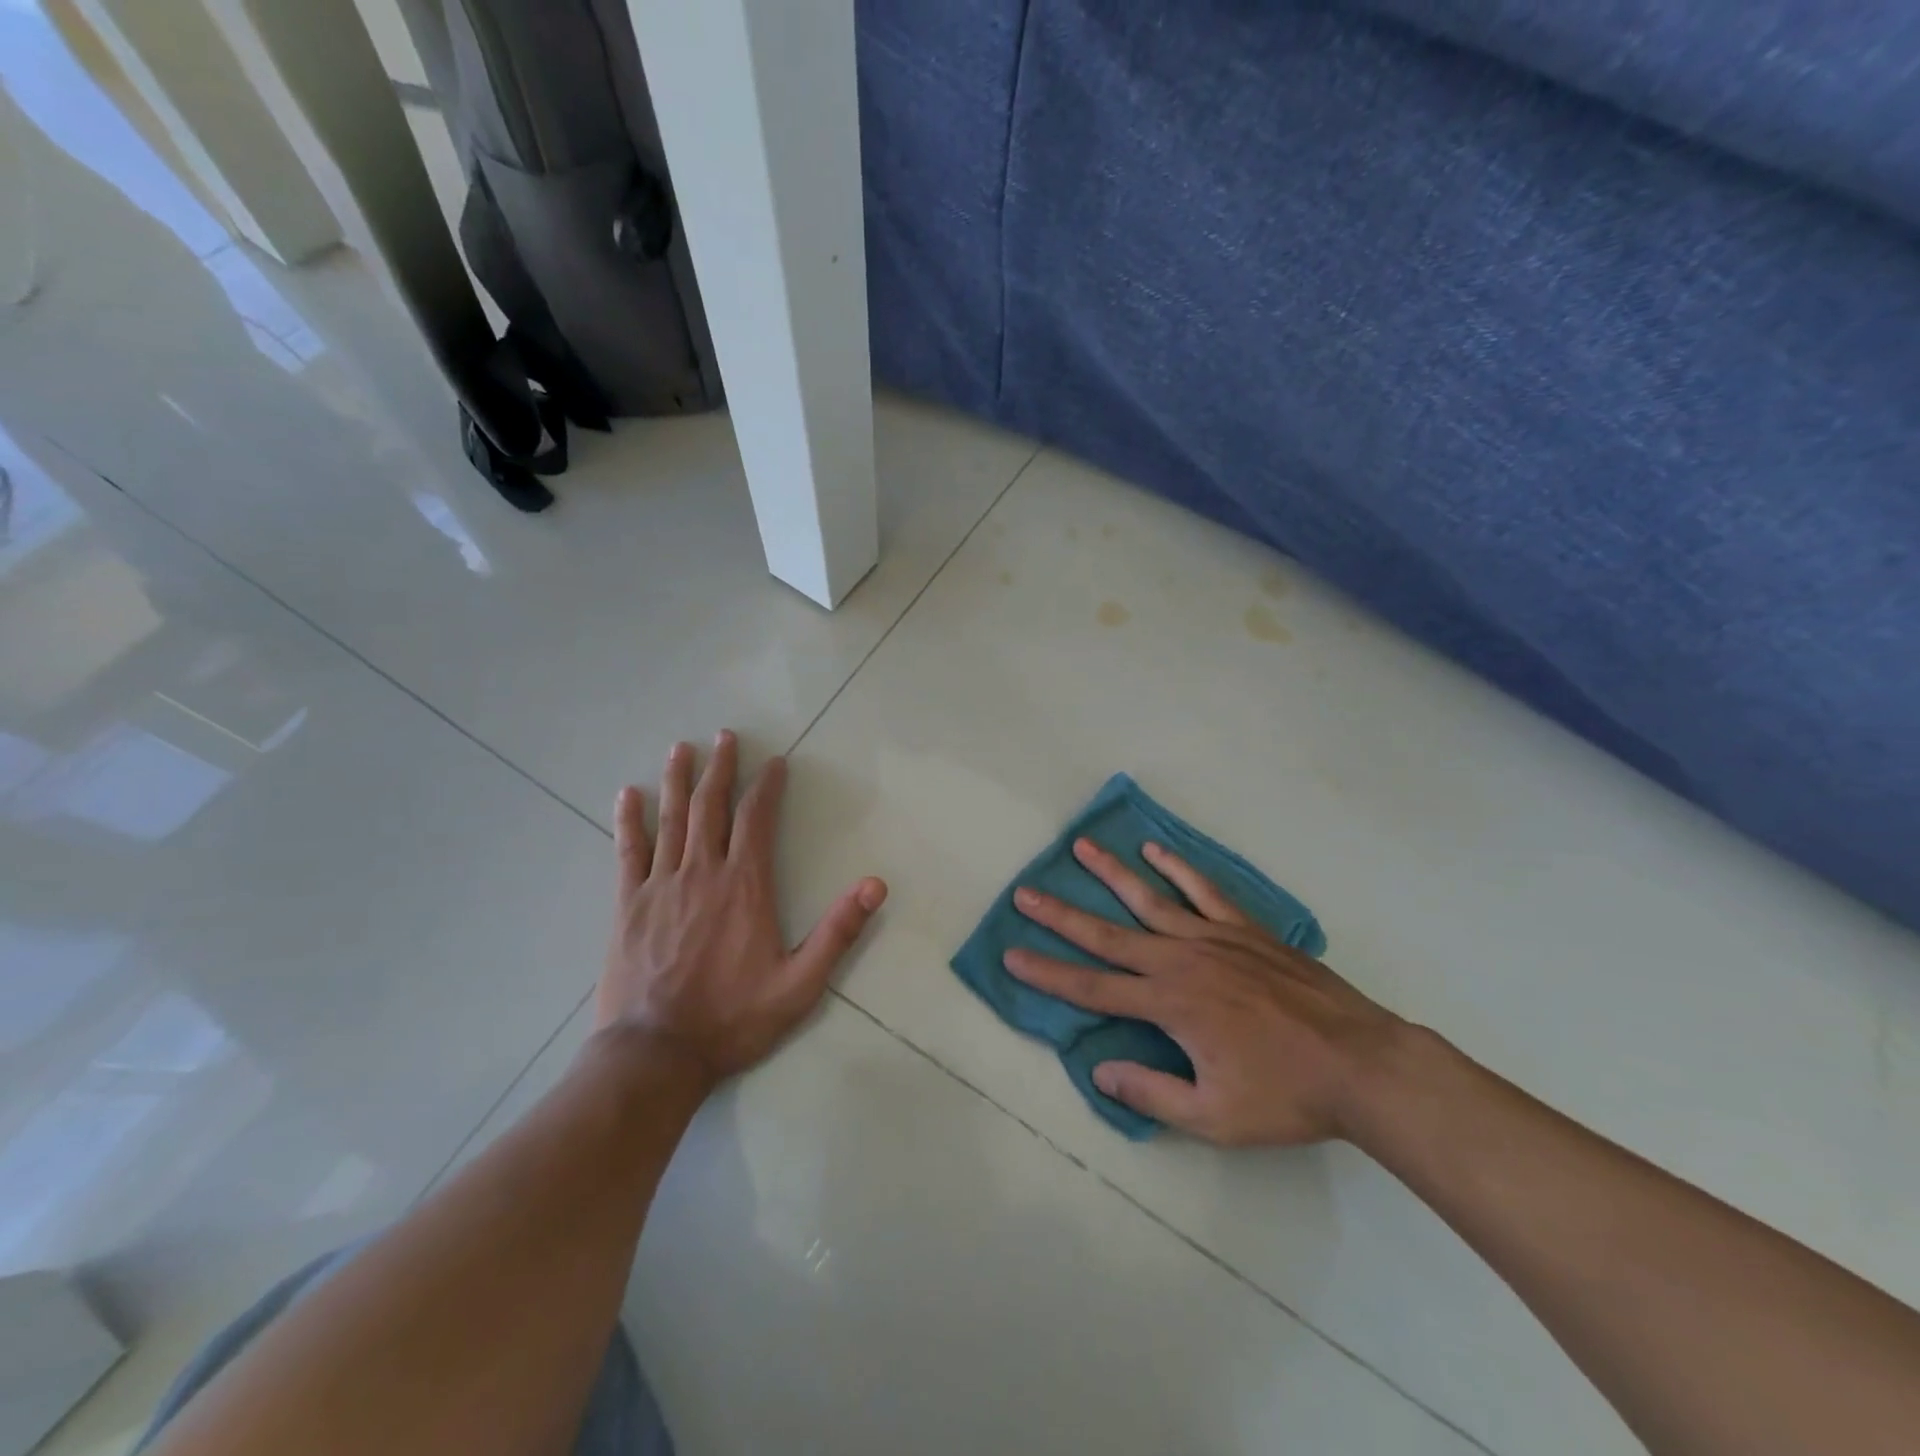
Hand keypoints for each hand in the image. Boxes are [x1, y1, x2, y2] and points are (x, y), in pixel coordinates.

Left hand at [596, 731, 887, 1088]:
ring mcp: (660, 885)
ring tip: (682, 748)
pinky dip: (628, 819)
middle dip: (720, 768)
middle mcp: (702, 873)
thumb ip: (838, 933)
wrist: (656, 1054)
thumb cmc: (733, 1019)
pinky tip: (628, 795)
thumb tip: (876, 885)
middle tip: (725, 737)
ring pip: (671, 819)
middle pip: (711, 807)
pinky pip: (628, 850)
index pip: (756, 819)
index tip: (773, 762)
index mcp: (744, 886)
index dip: (766, 786)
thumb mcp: (800, 984)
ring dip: (678, 780)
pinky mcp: (628, 904)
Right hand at [1005, 838, 1399, 1145]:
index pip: (1093, 988)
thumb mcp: (1214, 1118)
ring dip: (1111, 874)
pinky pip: (1204, 891)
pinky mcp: (1245, 930)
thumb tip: (1099, 1070)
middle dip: (1062, 916)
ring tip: (1080, 847)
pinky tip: (1155, 850)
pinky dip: (1178, 869)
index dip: (1048, 974)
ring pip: (1150, 900)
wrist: (1362, 1065)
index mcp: (1170, 1006)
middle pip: (1109, 936)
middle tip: (1025, 893)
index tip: (1013, 955)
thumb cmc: (1286, 1096)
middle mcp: (1182, 962)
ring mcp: (1215, 939)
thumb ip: (1152, 1092)